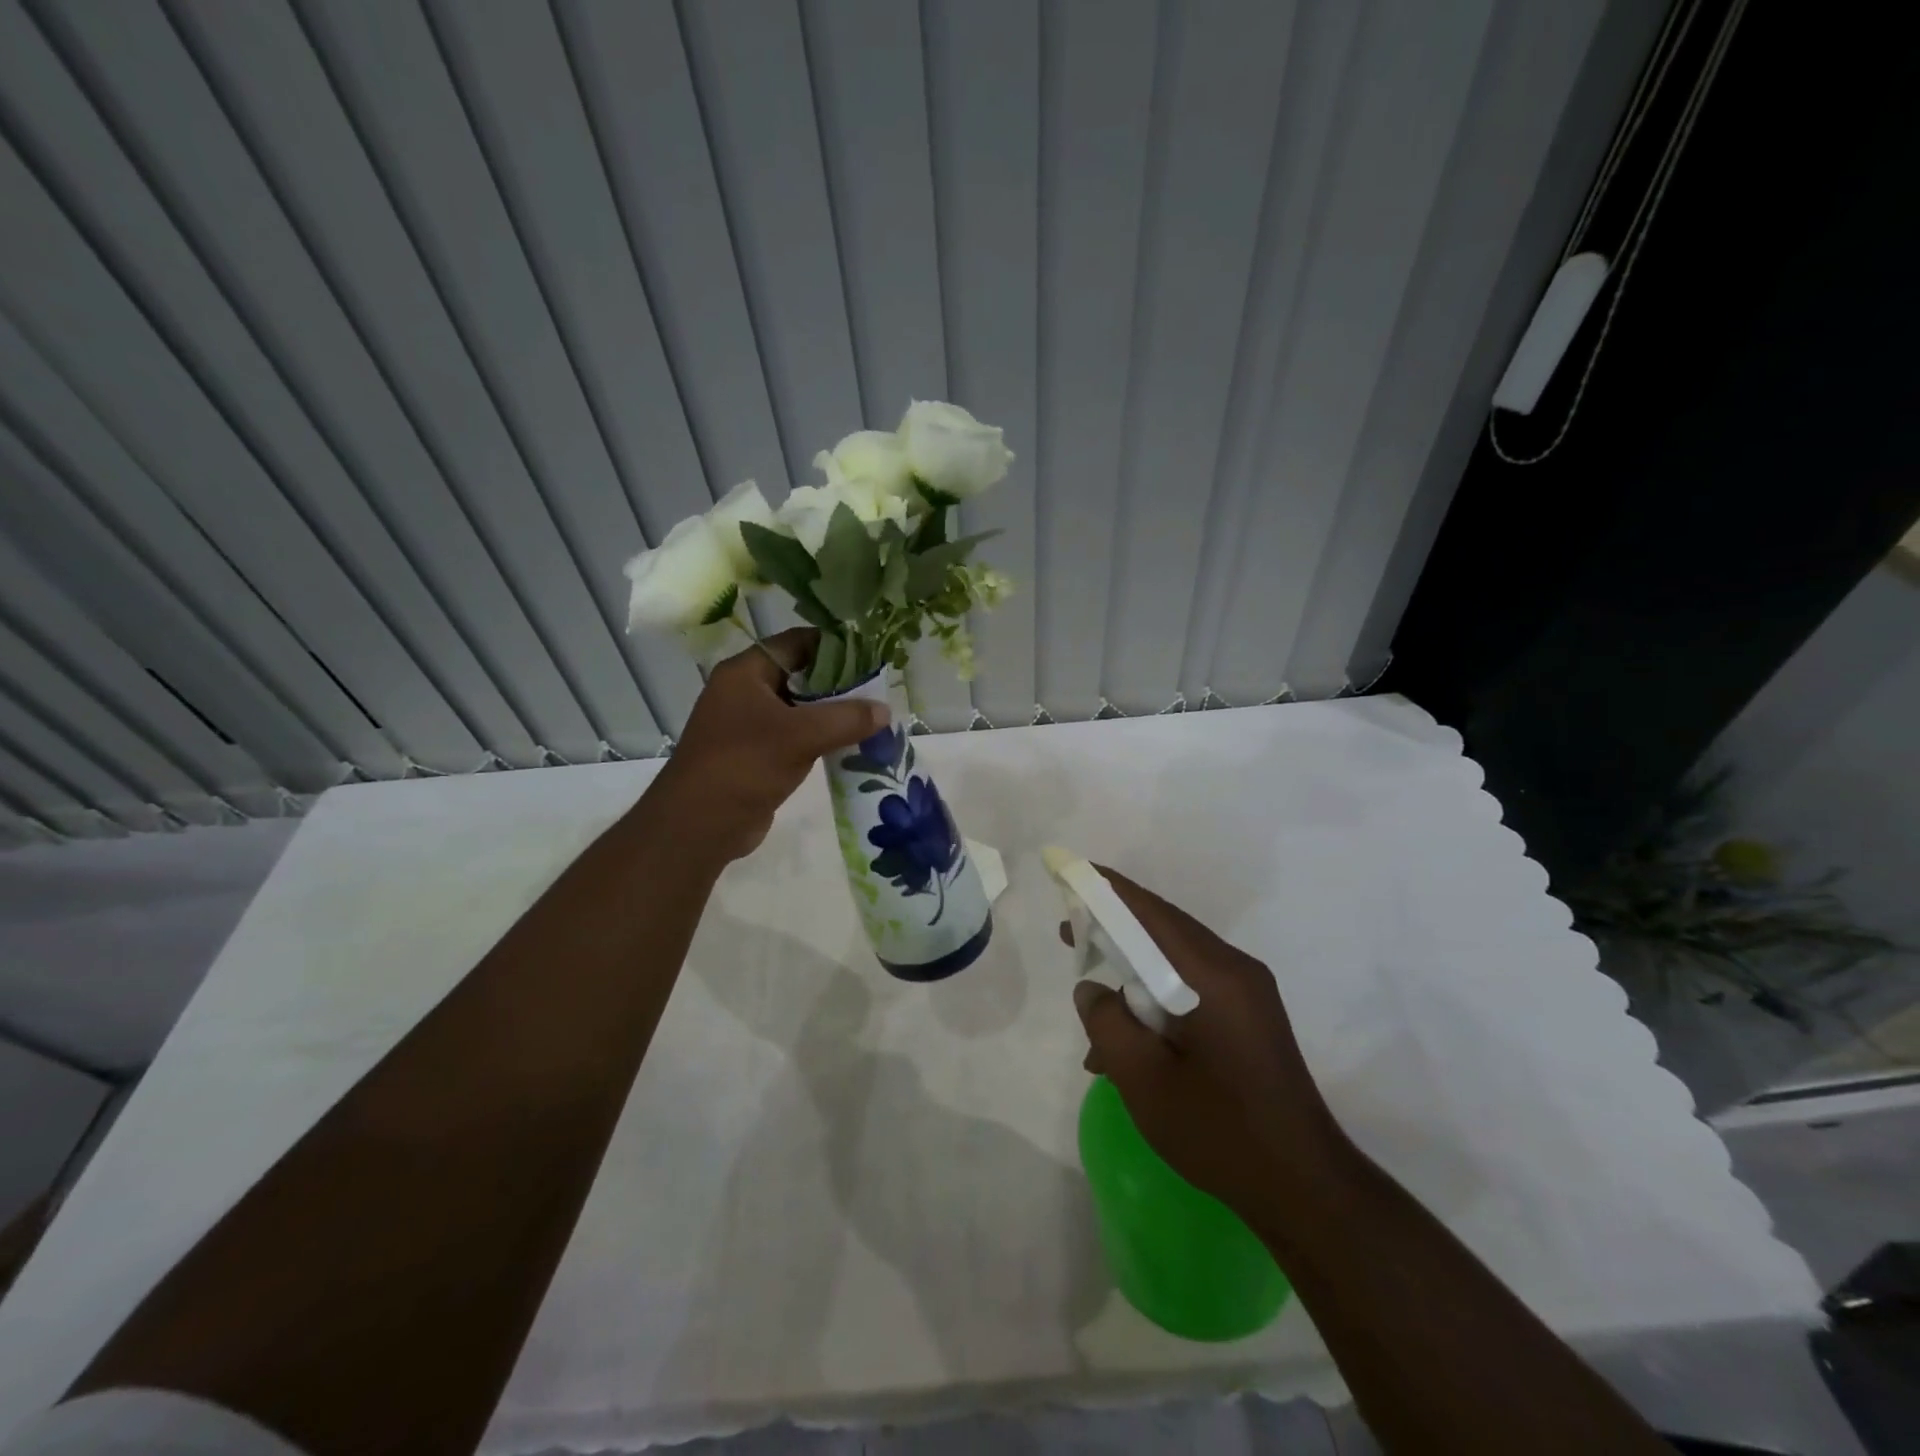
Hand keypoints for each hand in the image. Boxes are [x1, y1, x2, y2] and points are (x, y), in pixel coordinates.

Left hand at [649, 628, 888, 861]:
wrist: (698, 826)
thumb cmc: (744, 765)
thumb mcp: (801, 736)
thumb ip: (846, 719)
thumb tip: (885, 710)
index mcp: (746, 672)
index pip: (796, 642)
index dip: (834, 645)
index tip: (871, 654)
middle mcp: (745, 692)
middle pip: (801, 675)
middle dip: (840, 683)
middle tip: (879, 690)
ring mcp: (749, 725)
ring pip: (800, 709)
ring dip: (833, 714)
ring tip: (873, 718)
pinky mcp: (756, 755)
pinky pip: (796, 736)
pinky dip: (822, 739)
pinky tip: (852, 746)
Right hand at [1071, 868, 1344, 1217]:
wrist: (1304, 1189)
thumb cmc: (1219, 1131)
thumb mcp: (1143, 1079)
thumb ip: (1107, 1023)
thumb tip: (1093, 990)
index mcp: (1213, 975)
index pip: (1152, 913)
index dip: (1108, 891)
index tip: (1072, 875)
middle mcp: (1235, 970)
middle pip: (1165, 930)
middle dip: (1115, 929)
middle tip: (1070, 934)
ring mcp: (1248, 994)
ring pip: (1176, 963)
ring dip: (1134, 976)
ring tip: (1095, 1013)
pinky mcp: (1250, 1018)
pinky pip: (1193, 989)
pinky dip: (1158, 1002)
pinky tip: (1132, 1048)